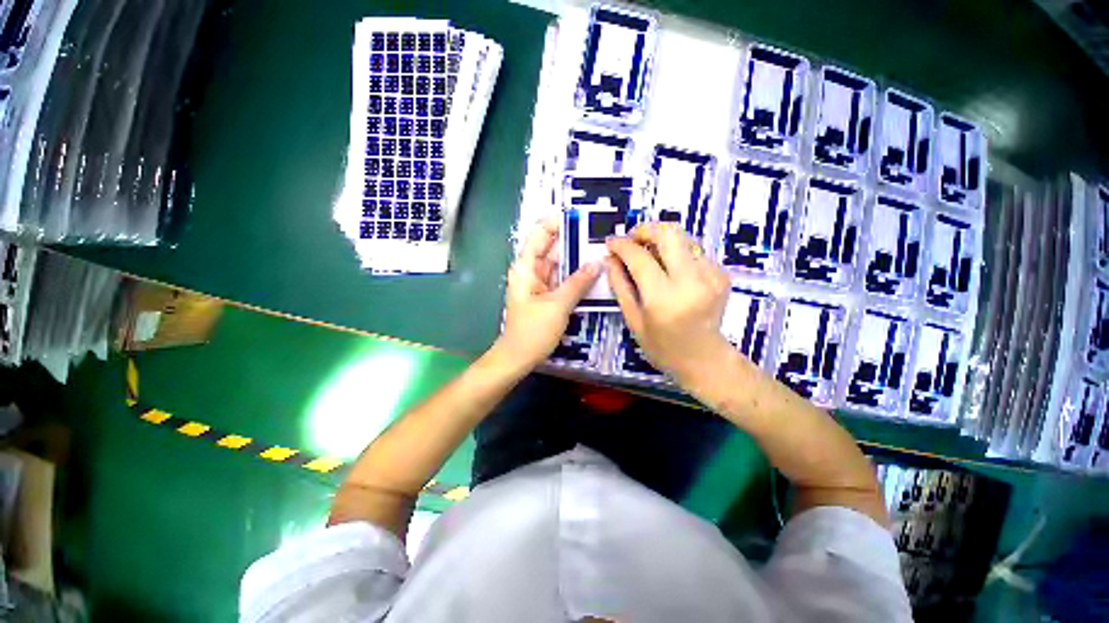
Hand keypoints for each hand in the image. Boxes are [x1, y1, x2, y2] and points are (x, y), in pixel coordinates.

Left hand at [495, 218, 600, 370]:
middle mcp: (531, 272)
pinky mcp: (546, 296)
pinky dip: (574, 275)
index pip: (539, 235)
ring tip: (598, 247)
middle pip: (551, 248)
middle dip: (571, 239)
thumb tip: (597, 262)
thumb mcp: (558, 305)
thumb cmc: (533, 331)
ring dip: (575, 258)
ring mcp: (539, 284)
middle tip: (596, 232)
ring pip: (558, 264)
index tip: (578, 216)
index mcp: (526, 268)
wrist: (519, 358)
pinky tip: (591, 270)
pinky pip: (561, 279)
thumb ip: (578, 282)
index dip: (556, 223)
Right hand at [606, 222, 733, 389]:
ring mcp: (712, 275)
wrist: (705, 360)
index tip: (611, 242)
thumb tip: (611, 258)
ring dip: (661, 239)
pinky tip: (668, 269)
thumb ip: (620, 285)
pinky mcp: (722, 274)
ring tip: (647, 254)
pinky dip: (676, 252)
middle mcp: (692, 281)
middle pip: (669, 233)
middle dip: (645, 229)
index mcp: (665, 299)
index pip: (640, 258)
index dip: (622, 245)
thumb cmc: (663, 347)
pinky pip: (694, 250)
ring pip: (683, 237)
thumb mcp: (633, 320)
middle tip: (631, 240)